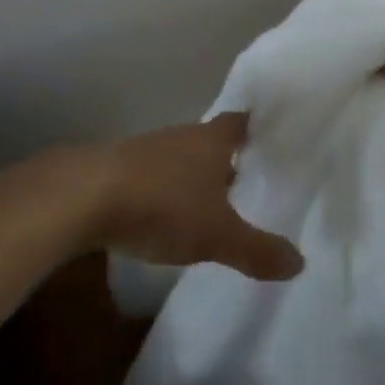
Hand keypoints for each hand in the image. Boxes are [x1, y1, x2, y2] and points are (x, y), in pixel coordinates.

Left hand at [88, 113, 304, 281]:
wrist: (83, 197)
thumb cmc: (162, 205)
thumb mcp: (217, 235)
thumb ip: (257, 250)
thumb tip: (300, 262)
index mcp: (212, 141)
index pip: (240, 122)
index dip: (253, 126)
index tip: (267, 132)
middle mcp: (182, 137)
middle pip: (210, 140)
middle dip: (225, 157)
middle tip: (245, 176)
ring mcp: (147, 150)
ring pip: (179, 157)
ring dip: (192, 175)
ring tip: (207, 200)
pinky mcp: (117, 169)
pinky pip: (151, 174)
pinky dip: (162, 188)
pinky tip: (162, 214)